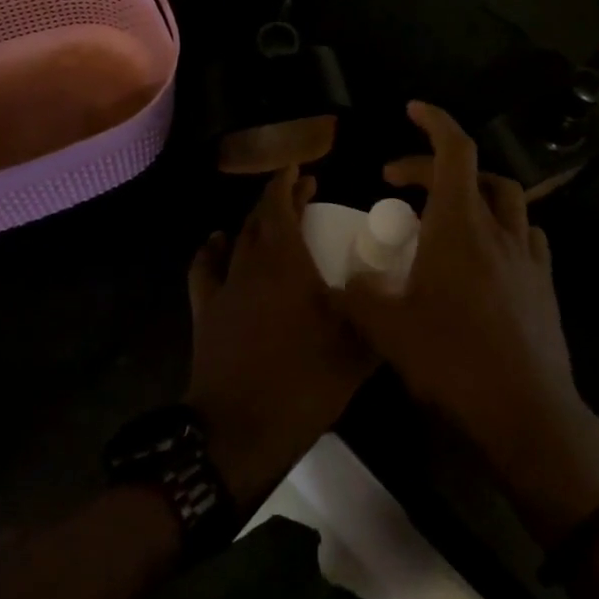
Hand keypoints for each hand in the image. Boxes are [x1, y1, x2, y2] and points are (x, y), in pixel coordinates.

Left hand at [185, 167, 376, 508]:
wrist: (239, 429)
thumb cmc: (302, 382)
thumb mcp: (355, 350)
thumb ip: (374, 313)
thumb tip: (393, 288)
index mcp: (286, 262)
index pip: (281, 204)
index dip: (290, 182)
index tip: (302, 168)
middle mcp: (251, 263)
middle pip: (260, 217)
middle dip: (279, 198)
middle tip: (301, 193)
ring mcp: (224, 286)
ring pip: (236, 238)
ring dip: (254, 222)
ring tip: (270, 219)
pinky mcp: (205, 311)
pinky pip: (205, 268)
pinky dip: (213, 249)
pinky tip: (217, 243)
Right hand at [338, 103, 598, 542]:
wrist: (526, 413)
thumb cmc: (453, 361)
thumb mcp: (389, 330)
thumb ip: (360, 296)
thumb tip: (345, 281)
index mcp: (461, 225)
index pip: (455, 150)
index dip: (434, 121)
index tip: (412, 109)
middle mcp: (499, 229)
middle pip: (474, 172)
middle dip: (432, 166)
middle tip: (397, 182)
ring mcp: (528, 257)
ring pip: (506, 200)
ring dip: (473, 191)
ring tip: (444, 211)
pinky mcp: (543, 285)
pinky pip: (525, 237)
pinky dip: (501, 228)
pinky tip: (485, 254)